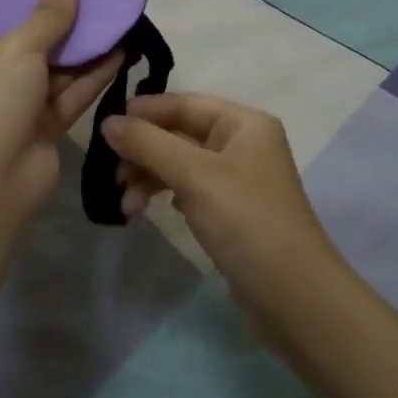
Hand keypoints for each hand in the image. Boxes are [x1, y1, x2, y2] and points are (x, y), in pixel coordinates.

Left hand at [0, 0, 121, 225]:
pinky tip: (122, 51)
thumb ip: (48, 15)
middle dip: (68, 19)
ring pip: (61, 67)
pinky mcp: (48, 124)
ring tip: (120, 16)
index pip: (4, 14)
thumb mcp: (19, 47)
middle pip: (38, 39)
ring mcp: (23, 101)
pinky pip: (74, 92)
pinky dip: (95, 74)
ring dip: (87, 46)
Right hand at [100, 94, 343, 308]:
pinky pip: (190, 189)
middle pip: (181, 133)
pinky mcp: (232, 209)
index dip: (145, 112)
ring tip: (128, 206)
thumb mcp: (194, 175)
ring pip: (181, 164)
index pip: (185, 103)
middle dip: (145, 152)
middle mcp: (243, 143)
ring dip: (151, 178)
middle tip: (113, 176)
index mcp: (244, 123)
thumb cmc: (246, 221)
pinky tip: (151, 211)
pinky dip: (167, 195)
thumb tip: (107, 122)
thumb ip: (149, 144)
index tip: (105, 128)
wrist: (293, 294)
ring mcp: (238, 178)